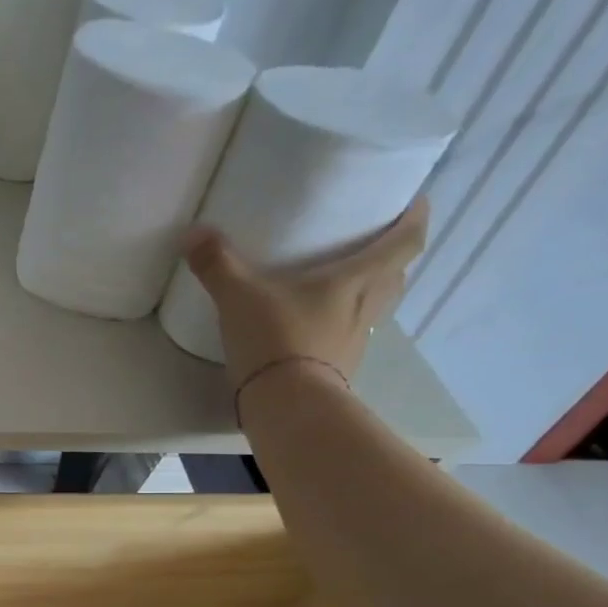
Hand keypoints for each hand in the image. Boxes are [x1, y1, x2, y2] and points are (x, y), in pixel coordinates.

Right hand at [183, 196, 429, 389]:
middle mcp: (366, 308)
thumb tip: (192, 232)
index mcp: (357, 279)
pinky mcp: (337, 370)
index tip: (415, 202)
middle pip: (394, 276)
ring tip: (341, 288)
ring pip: (374, 309)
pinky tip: (316, 331)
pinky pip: (347, 340)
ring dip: (366, 295)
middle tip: (369, 246)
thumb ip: (217, 264)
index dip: (415, 218)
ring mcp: (355, 343)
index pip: (406, 241)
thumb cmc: (276, 339)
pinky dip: (339, 329)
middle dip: (389, 259)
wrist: (286, 404)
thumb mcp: (239, 296)